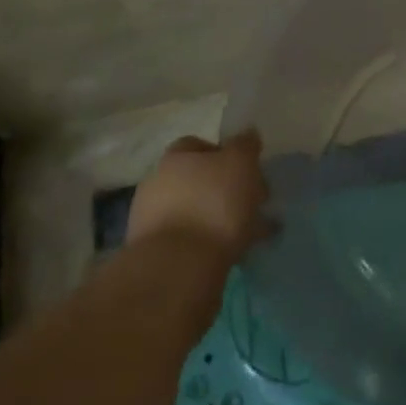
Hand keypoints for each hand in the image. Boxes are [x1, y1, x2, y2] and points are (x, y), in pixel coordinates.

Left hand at [127, 131, 269, 260]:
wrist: (178, 269)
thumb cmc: (213, 204)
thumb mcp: (240, 163)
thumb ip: (245, 145)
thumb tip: (247, 135)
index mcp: (174, 158)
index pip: (197, 145)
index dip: (224, 154)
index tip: (247, 170)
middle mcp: (157, 185)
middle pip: (197, 180)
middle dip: (225, 189)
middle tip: (253, 203)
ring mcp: (152, 223)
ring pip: (196, 213)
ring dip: (219, 219)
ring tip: (251, 233)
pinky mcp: (157, 257)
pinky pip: (192, 242)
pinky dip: (212, 244)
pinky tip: (235, 254)